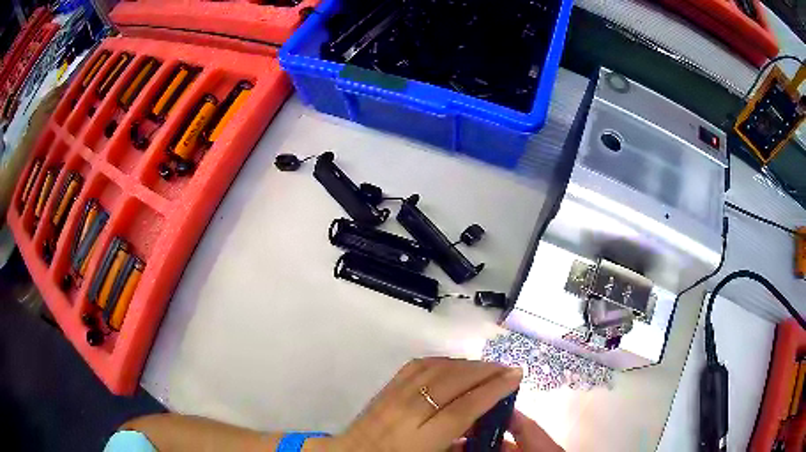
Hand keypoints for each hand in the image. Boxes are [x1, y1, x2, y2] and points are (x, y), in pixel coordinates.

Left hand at [329, 357, 559, 451]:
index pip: (463, 409)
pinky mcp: (386, 386)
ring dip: (467, 364)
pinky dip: (443, 361)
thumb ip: (460, 444)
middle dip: (485, 371)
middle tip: (507, 369)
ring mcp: (394, 395)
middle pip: (452, 382)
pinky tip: (456, 364)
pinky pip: (418, 365)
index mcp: (421, 440)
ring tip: (487, 367)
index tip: (515, 377)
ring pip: (436, 369)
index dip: (493, 390)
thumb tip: (486, 425)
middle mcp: (407, 412)